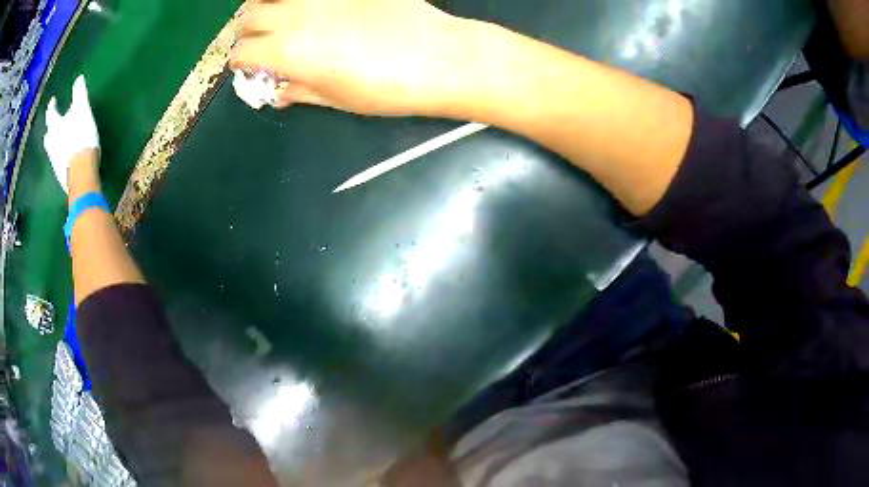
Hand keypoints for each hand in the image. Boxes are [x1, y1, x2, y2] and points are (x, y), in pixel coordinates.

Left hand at [44, 75, 99, 193]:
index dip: (52, 105)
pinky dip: (58, 154)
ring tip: (55, 139)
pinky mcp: (59, 173)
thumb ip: (79, 94)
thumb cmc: (82, 137)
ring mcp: (54, 160)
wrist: (81, 172)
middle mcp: (51, 142)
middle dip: (50, 127)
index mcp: (56, 126)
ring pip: (50, 148)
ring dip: (52, 142)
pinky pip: (56, 160)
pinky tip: (63, 154)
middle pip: (48, 134)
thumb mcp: (82, 110)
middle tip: (51, 123)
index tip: (53, 99)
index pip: (51, 112)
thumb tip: (79, 78)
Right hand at [230, 0, 473, 115]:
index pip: (242, 52)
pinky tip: (313, 7)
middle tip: (261, 41)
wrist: (437, 57)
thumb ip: (298, 91)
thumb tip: (277, 91)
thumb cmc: (385, 88)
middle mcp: (296, 16)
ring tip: (280, 17)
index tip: (251, 67)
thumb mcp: (335, 99)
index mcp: (287, 51)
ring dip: (266, 6)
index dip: (241, 63)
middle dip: (247, 32)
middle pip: (248, 17)